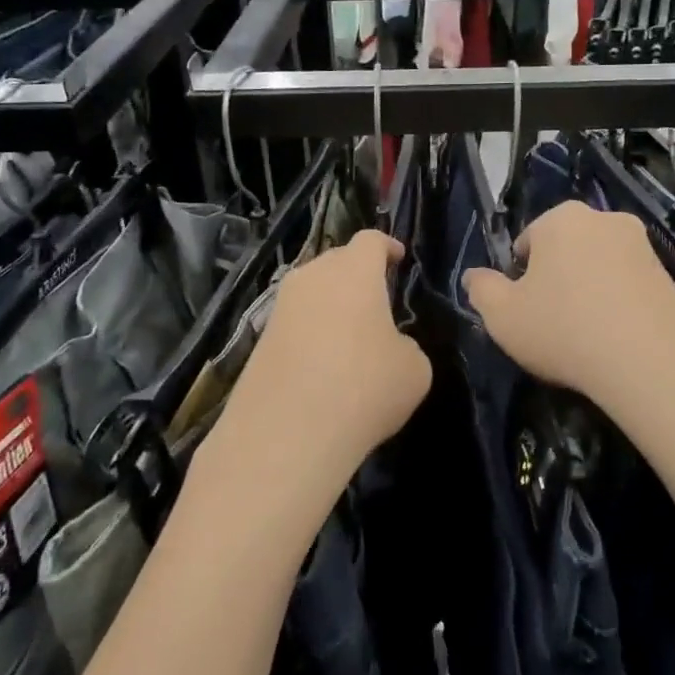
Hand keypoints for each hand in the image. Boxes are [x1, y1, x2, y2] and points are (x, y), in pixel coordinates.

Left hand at [220, 230, 431, 487]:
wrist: (285, 434)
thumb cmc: (364, 387)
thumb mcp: (414, 369)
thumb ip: (406, 345)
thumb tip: (387, 346)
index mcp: (354, 271)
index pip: (371, 240)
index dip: (388, 247)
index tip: (399, 259)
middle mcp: (312, 277)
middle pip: (337, 261)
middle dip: (358, 275)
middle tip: (377, 301)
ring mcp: (280, 307)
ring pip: (312, 292)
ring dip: (332, 306)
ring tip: (350, 338)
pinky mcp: (259, 339)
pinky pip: (294, 323)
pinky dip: (311, 334)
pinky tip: (323, 367)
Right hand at [462, 201, 674, 418]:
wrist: (652, 359)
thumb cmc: (564, 329)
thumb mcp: (503, 317)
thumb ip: (481, 290)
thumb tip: (473, 276)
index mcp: (561, 219)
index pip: (528, 242)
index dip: (521, 278)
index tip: (526, 312)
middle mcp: (604, 218)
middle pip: (567, 249)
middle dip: (558, 279)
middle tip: (555, 324)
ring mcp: (642, 245)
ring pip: (600, 267)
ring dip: (591, 291)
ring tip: (589, 336)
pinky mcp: (671, 274)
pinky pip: (630, 286)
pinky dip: (620, 305)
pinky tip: (618, 339)